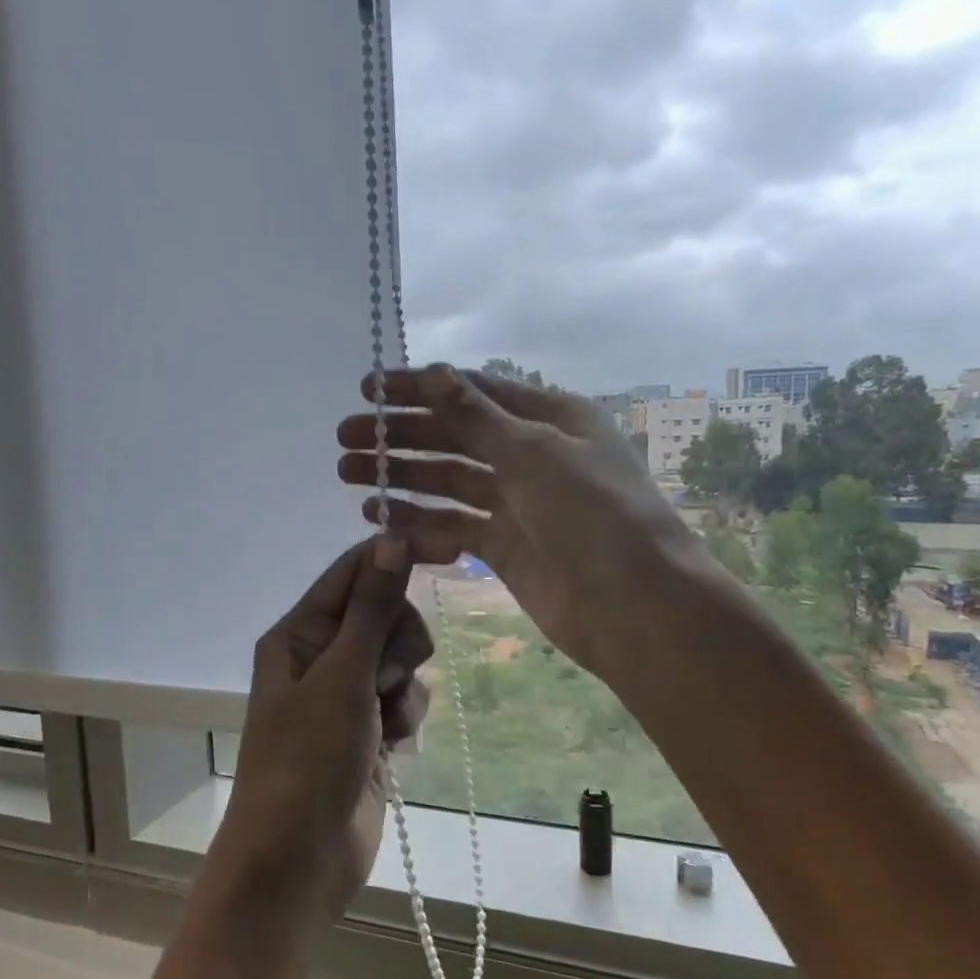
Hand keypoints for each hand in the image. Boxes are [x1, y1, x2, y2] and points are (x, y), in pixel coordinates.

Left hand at [207, 537, 432, 924]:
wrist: (298, 861)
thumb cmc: (308, 760)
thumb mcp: (342, 676)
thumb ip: (372, 609)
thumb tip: (393, 540)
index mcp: (300, 633)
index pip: (355, 571)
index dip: (400, 554)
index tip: (452, 549)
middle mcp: (321, 656)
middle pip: (386, 613)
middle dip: (399, 642)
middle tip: (383, 676)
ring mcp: (346, 695)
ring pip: (401, 659)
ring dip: (404, 687)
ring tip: (383, 721)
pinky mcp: (369, 730)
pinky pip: (405, 699)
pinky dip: (405, 718)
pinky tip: (392, 747)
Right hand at [337, 365, 704, 680]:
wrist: (634, 606)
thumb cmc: (593, 513)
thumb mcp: (534, 452)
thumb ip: (477, 416)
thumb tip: (434, 372)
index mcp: (549, 418)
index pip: (472, 392)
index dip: (418, 388)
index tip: (366, 390)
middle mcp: (532, 455)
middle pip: (454, 436)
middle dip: (400, 435)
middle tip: (345, 438)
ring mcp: (517, 504)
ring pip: (448, 482)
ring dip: (400, 477)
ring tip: (349, 474)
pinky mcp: (504, 548)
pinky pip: (453, 525)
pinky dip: (418, 521)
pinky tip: (379, 517)